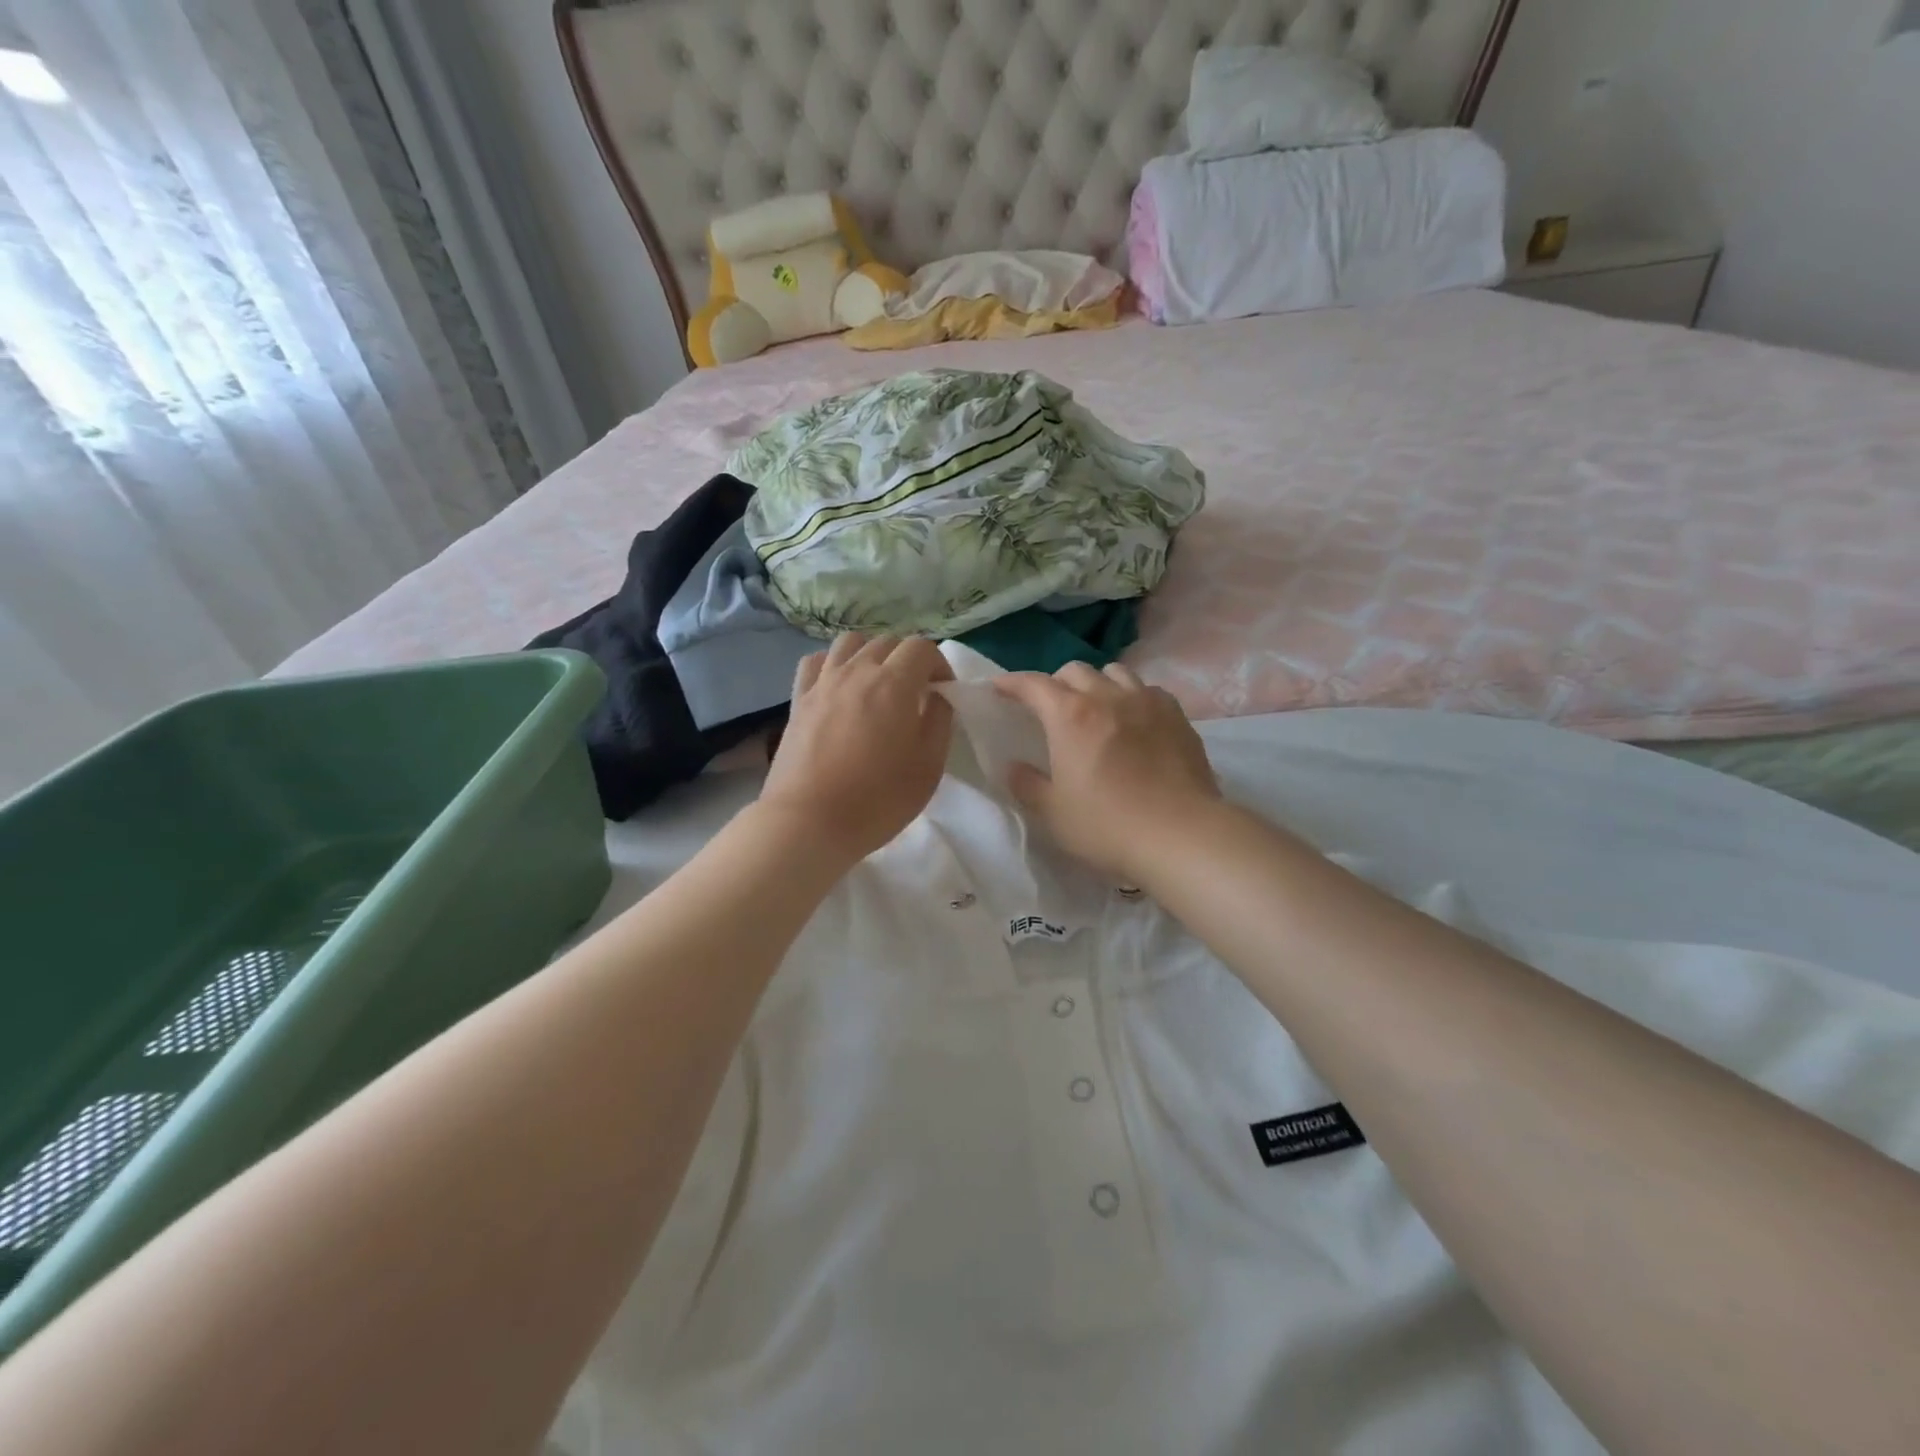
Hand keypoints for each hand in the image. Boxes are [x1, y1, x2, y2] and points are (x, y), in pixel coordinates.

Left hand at [759, 633, 954, 863]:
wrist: (809, 821)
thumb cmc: (877, 799)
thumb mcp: (928, 766)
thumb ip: (939, 722)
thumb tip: (936, 697)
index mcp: (894, 683)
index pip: (921, 647)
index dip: (939, 664)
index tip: (943, 692)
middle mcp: (856, 671)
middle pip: (887, 642)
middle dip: (908, 659)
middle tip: (915, 692)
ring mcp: (822, 682)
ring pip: (850, 643)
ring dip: (871, 654)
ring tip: (877, 684)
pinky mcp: (798, 700)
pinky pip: (816, 662)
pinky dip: (833, 664)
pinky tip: (839, 686)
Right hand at [995, 663, 1221, 883]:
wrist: (1182, 835)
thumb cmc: (1107, 825)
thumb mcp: (1053, 813)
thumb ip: (1027, 785)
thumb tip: (1013, 766)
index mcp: (1070, 715)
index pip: (1033, 684)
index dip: (1011, 683)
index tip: (998, 688)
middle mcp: (1107, 696)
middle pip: (1074, 670)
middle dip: (1054, 682)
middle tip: (1049, 708)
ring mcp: (1147, 702)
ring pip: (1114, 672)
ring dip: (1095, 683)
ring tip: (1094, 707)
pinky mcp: (1177, 716)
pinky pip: (1147, 690)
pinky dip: (1131, 697)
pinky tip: (1133, 721)